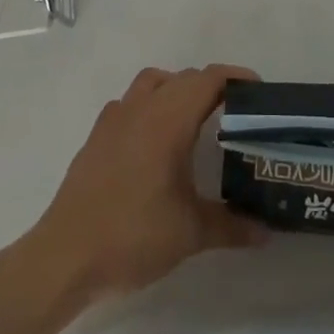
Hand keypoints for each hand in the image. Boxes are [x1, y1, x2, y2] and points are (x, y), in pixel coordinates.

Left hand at [30, 64, 266, 302]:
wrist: (67, 255)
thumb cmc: (133, 236)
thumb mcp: (190, 233)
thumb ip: (231, 226)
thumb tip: (266, 232)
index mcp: (169, 119)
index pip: (208, 80)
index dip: (235, 78)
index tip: (258, 91)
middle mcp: (143, 107)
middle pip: (184, 78)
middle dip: (211, 87)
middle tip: (234, 113)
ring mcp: (115, 118)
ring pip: (153, 82)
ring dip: (177, 89)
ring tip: (193, 119)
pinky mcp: (97, 135)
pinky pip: (129, 103)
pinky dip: (148, 106)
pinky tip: (153, 140)